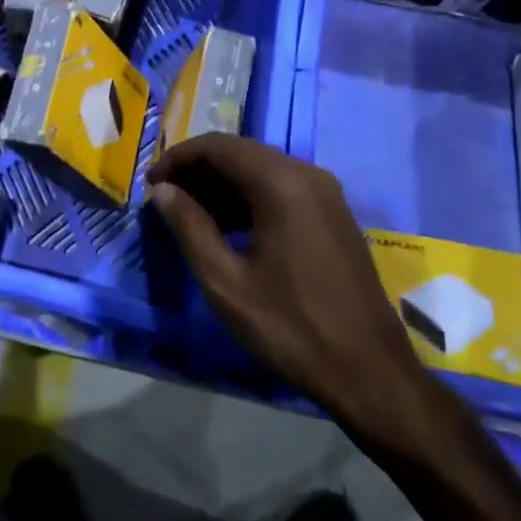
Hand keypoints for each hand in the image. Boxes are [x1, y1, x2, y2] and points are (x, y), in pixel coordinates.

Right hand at [146, 134, 449, 461]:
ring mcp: (326, 194)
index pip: (218, 147)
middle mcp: (307, 175)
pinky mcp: (334, 216)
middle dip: (198, 171)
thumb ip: (189, 227)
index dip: (178, 159)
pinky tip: (227, 230)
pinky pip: (282, 190)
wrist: (370, 373)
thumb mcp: (226, 282)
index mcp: (281, 183)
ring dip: (221, 186)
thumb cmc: (291, 328)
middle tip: (165, 200)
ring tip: (188, 217)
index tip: (150, 185)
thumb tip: (163, 191)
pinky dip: (248, 200)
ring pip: (261, 171)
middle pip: (240, 153)